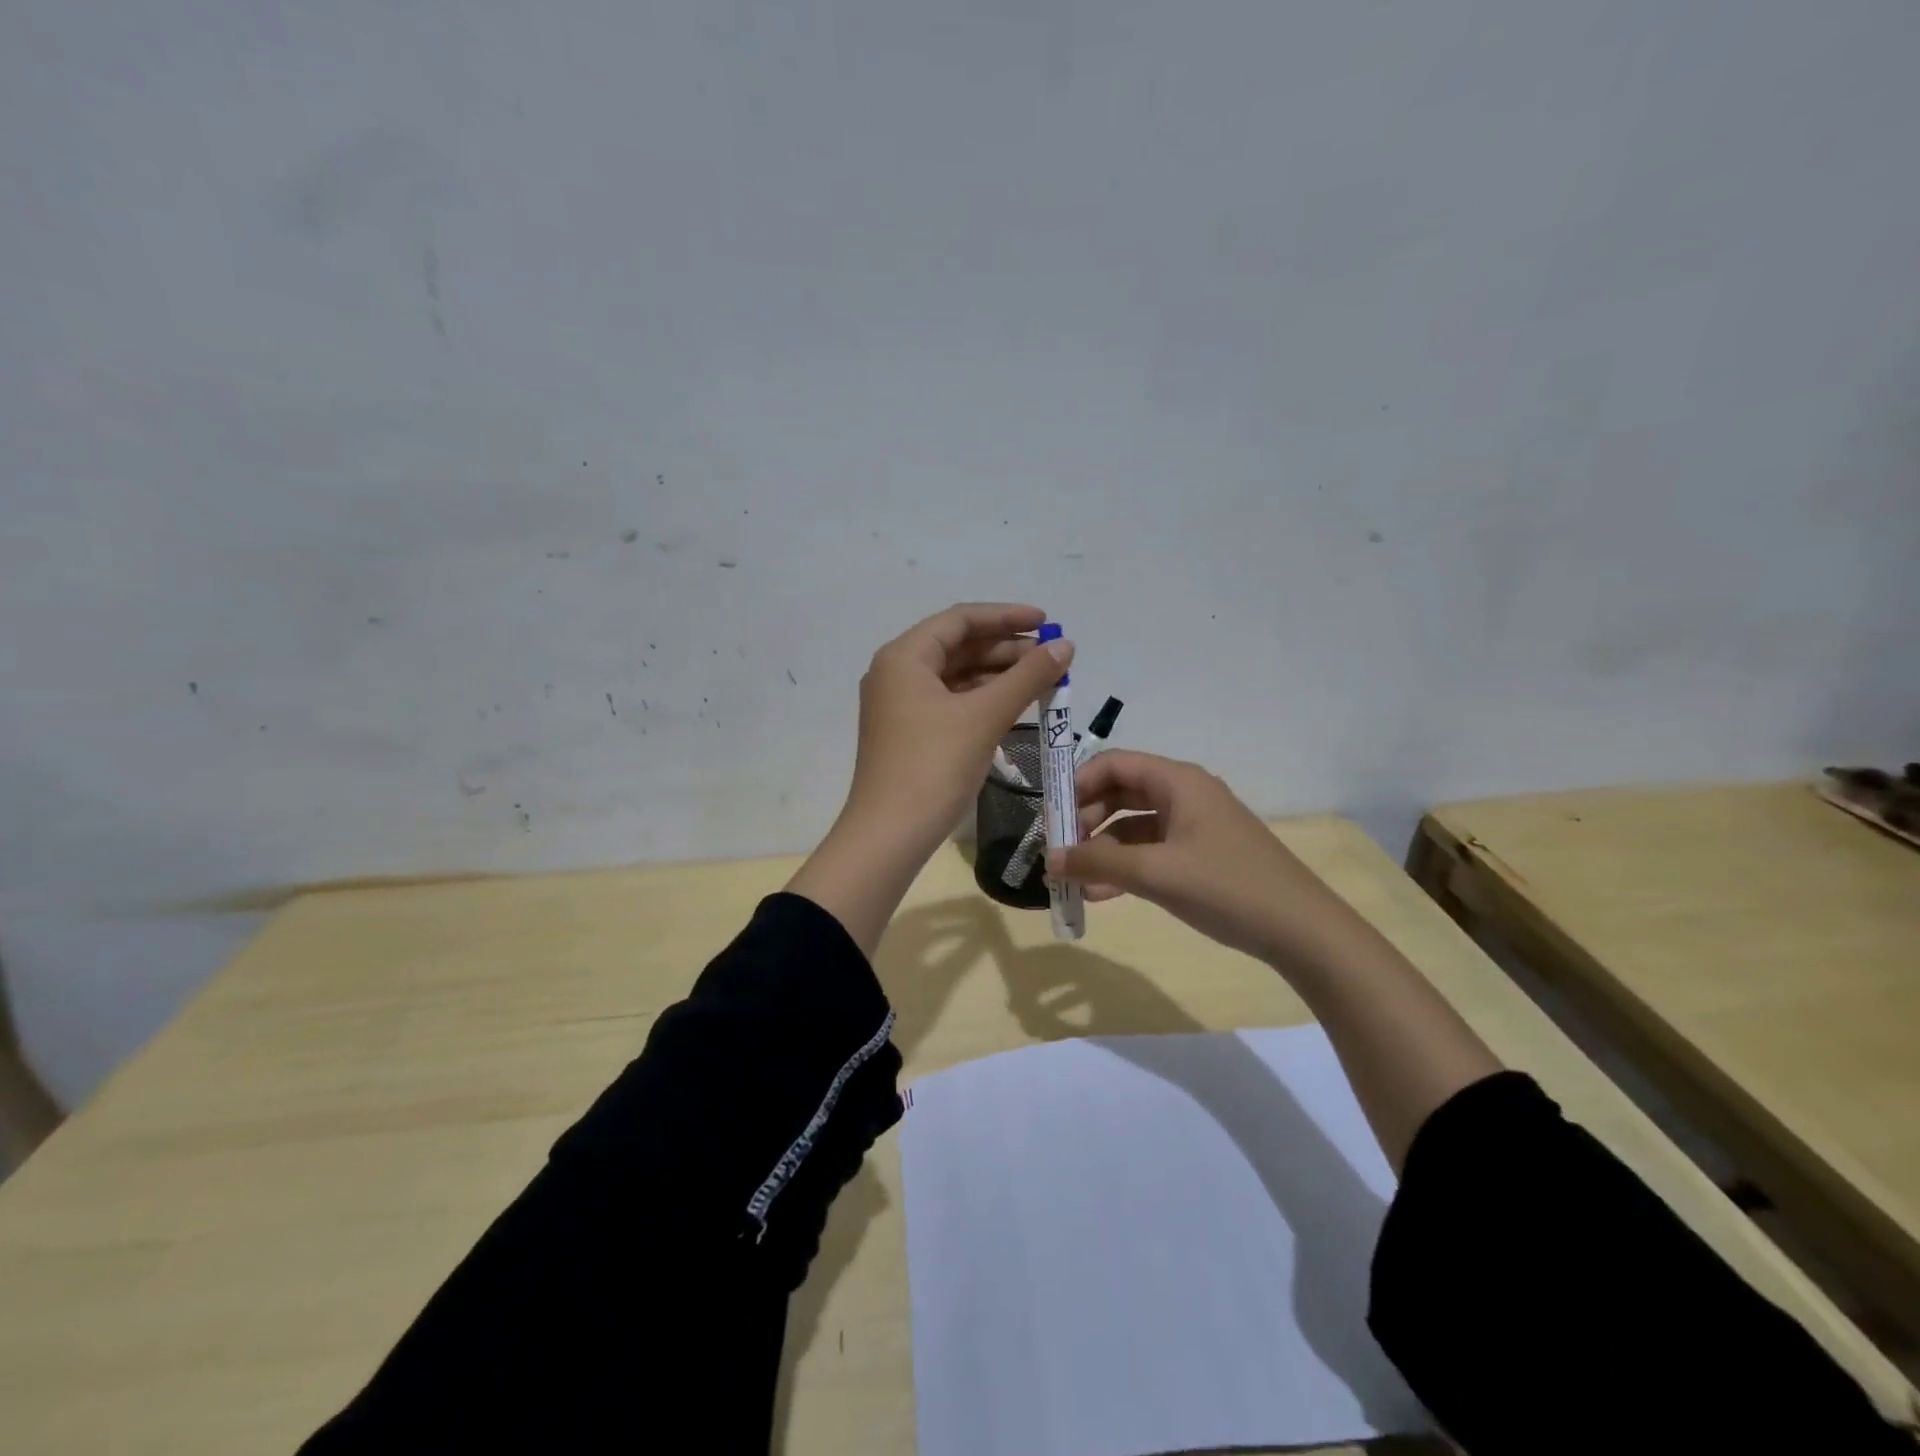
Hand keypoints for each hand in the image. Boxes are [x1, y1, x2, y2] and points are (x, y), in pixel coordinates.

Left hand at [789, 602, 1072, 957]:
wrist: (889, 835)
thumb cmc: (934, 766)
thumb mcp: (984, 716)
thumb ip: (1027, 676)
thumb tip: (1065, 645)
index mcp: (904, 657)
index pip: (960, 619)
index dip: (1006, 617)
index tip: (1048, 623)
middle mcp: (897, 673)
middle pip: (958, 646)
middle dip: (1007, 650)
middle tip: (1052, 659)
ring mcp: (900, 705)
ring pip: (956, 677)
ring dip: (998, 676)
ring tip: (1043, 682)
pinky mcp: (909, 733)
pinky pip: (952, 703)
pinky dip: (984, 701)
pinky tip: (1017, 708)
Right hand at [1046, 750, 1355, 964]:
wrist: (1302, 930)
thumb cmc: (1225, 887)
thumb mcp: (1155, 874)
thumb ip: (1097, 863)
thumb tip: (1049, 859)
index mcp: (1177, 781)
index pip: (1113, 763)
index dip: (1076, 784)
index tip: (1051, 817)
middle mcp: (1185, 794)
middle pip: (1121, 792)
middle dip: (1085, 820)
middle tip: (1060, 850)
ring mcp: (1195, 825)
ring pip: (1134, 825)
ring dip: (1102, 849)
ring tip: (1075, 881)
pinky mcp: (1201, 854)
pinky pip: (1152, 850)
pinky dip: (1126, 866)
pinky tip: (1103, 895)